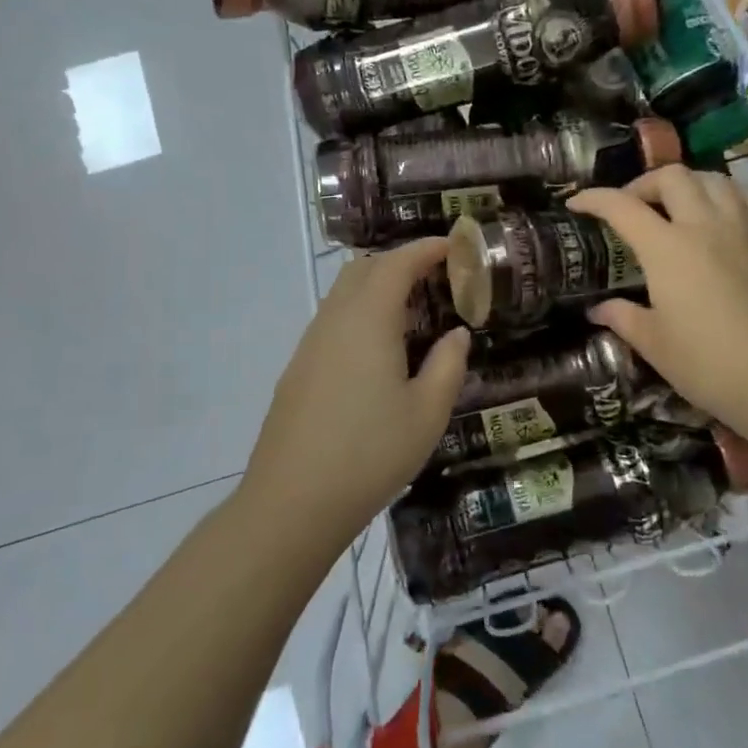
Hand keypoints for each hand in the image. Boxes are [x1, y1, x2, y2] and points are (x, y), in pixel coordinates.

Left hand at [239, 238, 469, 551]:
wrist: (292, 502)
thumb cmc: (370, 453)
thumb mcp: (427, 413)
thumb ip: (448, 365)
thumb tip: (456, 334)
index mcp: (368, 319)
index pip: (398, 263)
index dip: (426, 248)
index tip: (454, 246)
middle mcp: (334, 319)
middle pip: (365, 269)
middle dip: (401, 262)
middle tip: (437, 279)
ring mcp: (310, 343)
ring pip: (344, 293)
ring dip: (378, 287)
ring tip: (413, 314)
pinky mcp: (298, 368)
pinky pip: (333, 320)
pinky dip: (361, 313)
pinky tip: (379, 350)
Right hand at [567, 168, 747, 433]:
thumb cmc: (707, 365)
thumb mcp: (653, 344)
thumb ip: (622, 318)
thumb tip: (597, 310)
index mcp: (667, 249)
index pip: (622, 207)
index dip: (594, 199)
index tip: (577, 204)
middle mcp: (705, 227)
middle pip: (674, 177)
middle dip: (645, 183)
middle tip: (634, 206)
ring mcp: (746, 232)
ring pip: (717, 180)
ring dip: (691, 184)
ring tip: (680, 205)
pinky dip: (734, 199)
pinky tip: (728, 216)